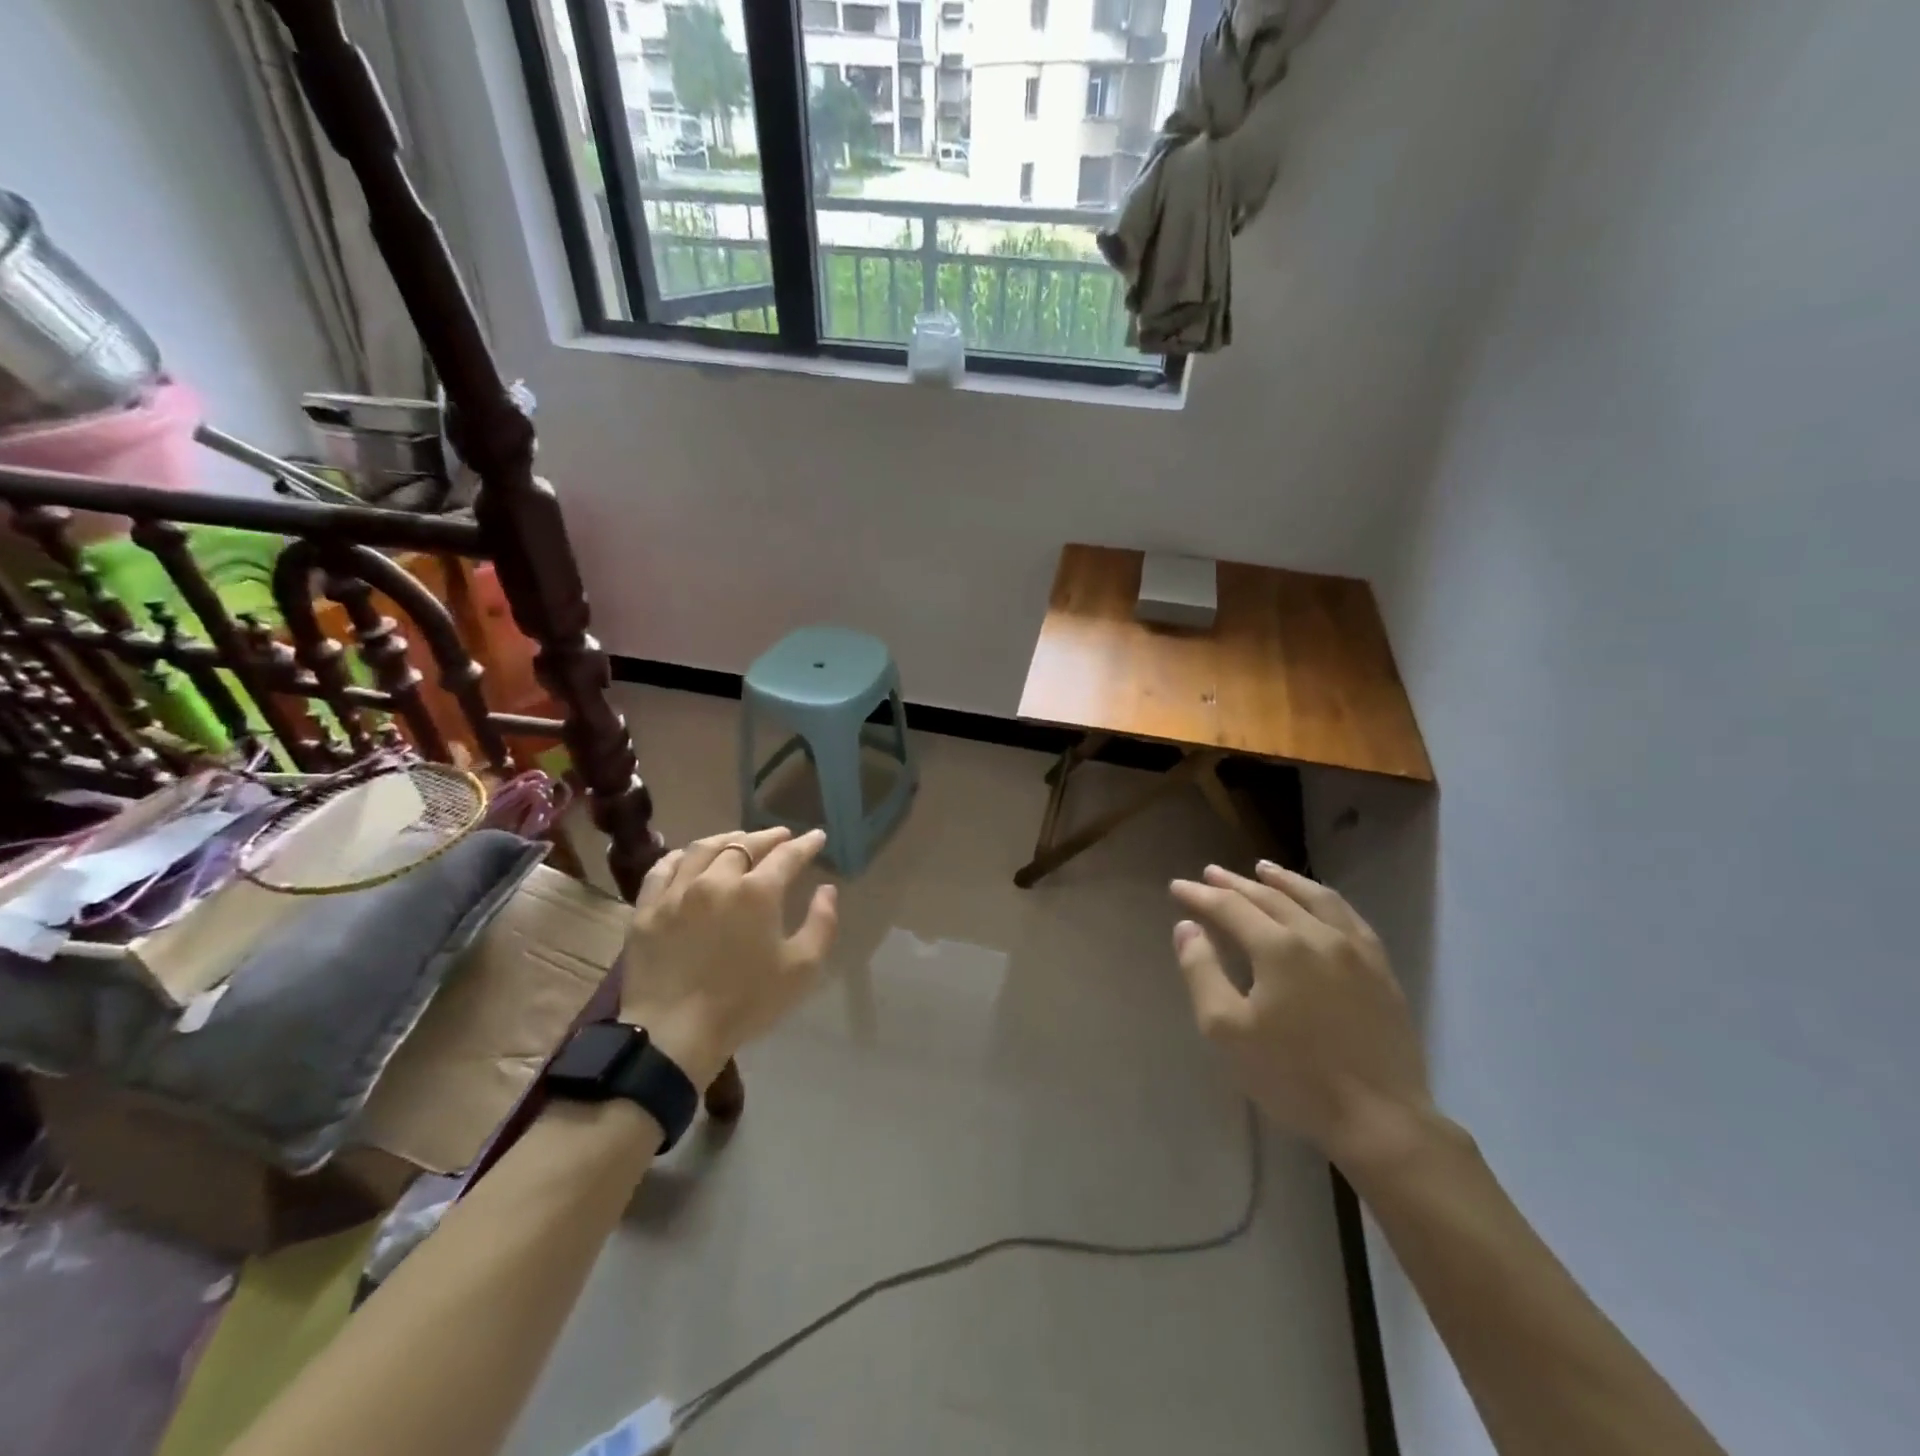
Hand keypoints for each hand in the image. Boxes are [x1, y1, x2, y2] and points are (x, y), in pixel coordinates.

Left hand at [621, 827, 837, 1091]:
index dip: (805, 844)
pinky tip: (690, 857)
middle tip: (782, 837)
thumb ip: (821, 924)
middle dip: (768, 837)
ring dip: (728, 840)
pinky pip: (663, 869)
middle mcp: (717, 879)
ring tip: (740, 841)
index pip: (787, 855)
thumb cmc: (745, 1003)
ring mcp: (677, 892)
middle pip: (745, 845)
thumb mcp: (802, 969)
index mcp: (757, 892)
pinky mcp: (647, 909)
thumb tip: (826, 889)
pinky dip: (682, 856)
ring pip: (704, 849)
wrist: (673, 1035)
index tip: (817, 837)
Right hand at [1170, 862, 1434, 1172]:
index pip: (1229, 907)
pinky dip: (1325, 900)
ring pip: (1314, 898)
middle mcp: (1317, 935)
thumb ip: (1202, 972)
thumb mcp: (1227, 1030)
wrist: (1380, 1119)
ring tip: (1263, 869)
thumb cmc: (1293, 1076)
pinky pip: (1349, 918)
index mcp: (1278, 948)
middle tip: (1210, 872)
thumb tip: (1187, 927)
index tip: (1177, 887)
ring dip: (1283, 881)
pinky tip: (1318, 902)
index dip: (1200, 895)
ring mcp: (1355, 949)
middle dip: (1235, 883)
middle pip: (1269, 897)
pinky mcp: (1381, 969)